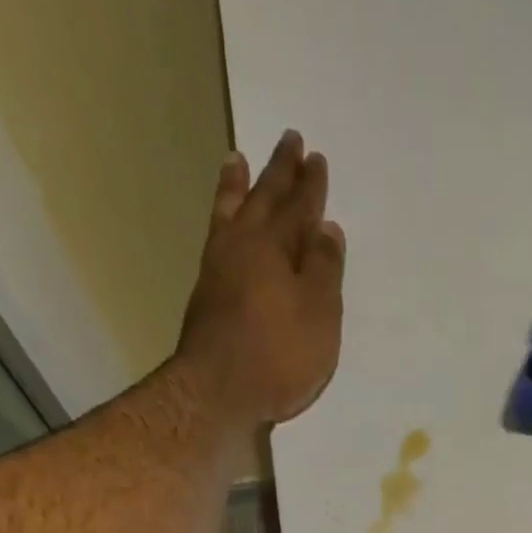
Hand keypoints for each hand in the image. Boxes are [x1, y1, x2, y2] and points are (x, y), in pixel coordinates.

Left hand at [177, 130, 345, 427]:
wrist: (218, 392)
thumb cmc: (279, 355)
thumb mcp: (319, 314)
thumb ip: (324, 270)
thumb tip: (326, 228)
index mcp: (276, 247)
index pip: (299, 207)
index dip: (310, 185)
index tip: (316, 158)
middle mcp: (244, 247)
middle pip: (264, 200)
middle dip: (279, 172)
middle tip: (288, 140)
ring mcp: (218, 269)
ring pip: (230, 214)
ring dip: (237, 186)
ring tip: (236, 159)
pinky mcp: (205, 295)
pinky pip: (216, 238)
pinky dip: (221, 220)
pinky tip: (223, 224)